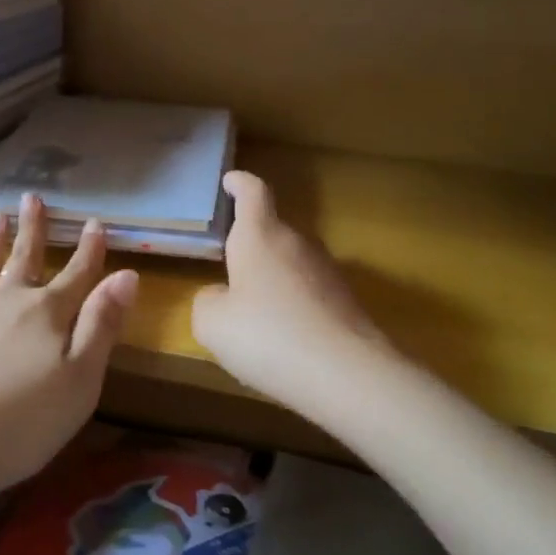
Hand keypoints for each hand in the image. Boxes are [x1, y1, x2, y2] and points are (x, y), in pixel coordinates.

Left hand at [0, 193, 138, 500]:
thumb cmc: (22, 423)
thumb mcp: (81, 381)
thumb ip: (102, 325)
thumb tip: (127, 274)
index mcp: (47, 314)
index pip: (76, 273)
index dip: (89, 249)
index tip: (95, 221)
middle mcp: (5, 301)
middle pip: (25, 257)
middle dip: (32, 228)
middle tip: (31, 196)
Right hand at [192, 171, 391, 412]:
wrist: (347, 374)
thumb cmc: (267, 336)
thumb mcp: (212, 323)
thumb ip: (208, 301)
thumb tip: (222, 296)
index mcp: (261, 237)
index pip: (253, 193)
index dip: (240, 183)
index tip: (231, 180)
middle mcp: (297, 244)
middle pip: (272, 231)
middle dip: (250, 243)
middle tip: (228, 266)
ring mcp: (327, 271)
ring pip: (291, 263)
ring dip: (272, 278)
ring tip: (252, 311)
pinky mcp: (346, 301)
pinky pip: (309, 293)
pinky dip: (293, 305)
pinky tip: (283, 338)